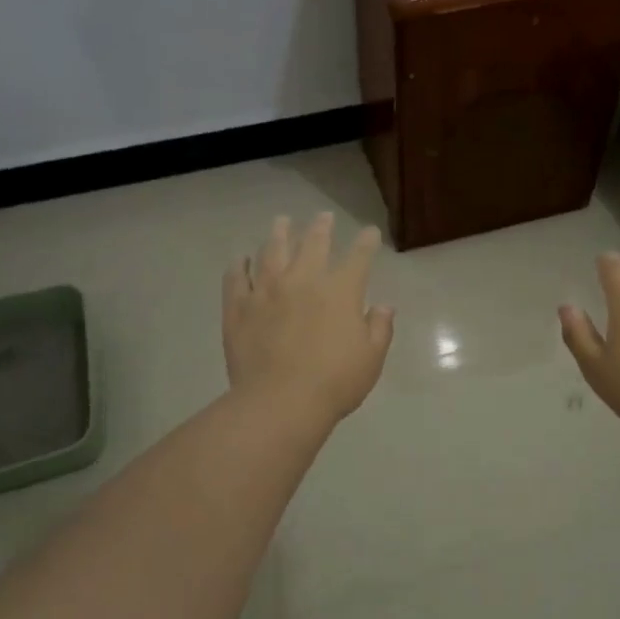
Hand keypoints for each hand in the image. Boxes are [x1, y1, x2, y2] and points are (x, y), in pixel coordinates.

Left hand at [223, 213, 394, 425]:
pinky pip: (236, 278)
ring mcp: (267, 291)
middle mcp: (303, 280)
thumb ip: (379, 328)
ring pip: (272, 251)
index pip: (358, 257)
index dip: (366, 242)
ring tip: (282, 222)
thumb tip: (383, 307)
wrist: (280, 402)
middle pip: (313, 244)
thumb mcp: (371, 358)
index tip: (369, 232)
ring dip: (279, 234)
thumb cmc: (335, 382)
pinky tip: (240, 259)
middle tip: (324, 216)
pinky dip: (239, 265)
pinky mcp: (239, 307)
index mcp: (340, 291)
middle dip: (321, 227)